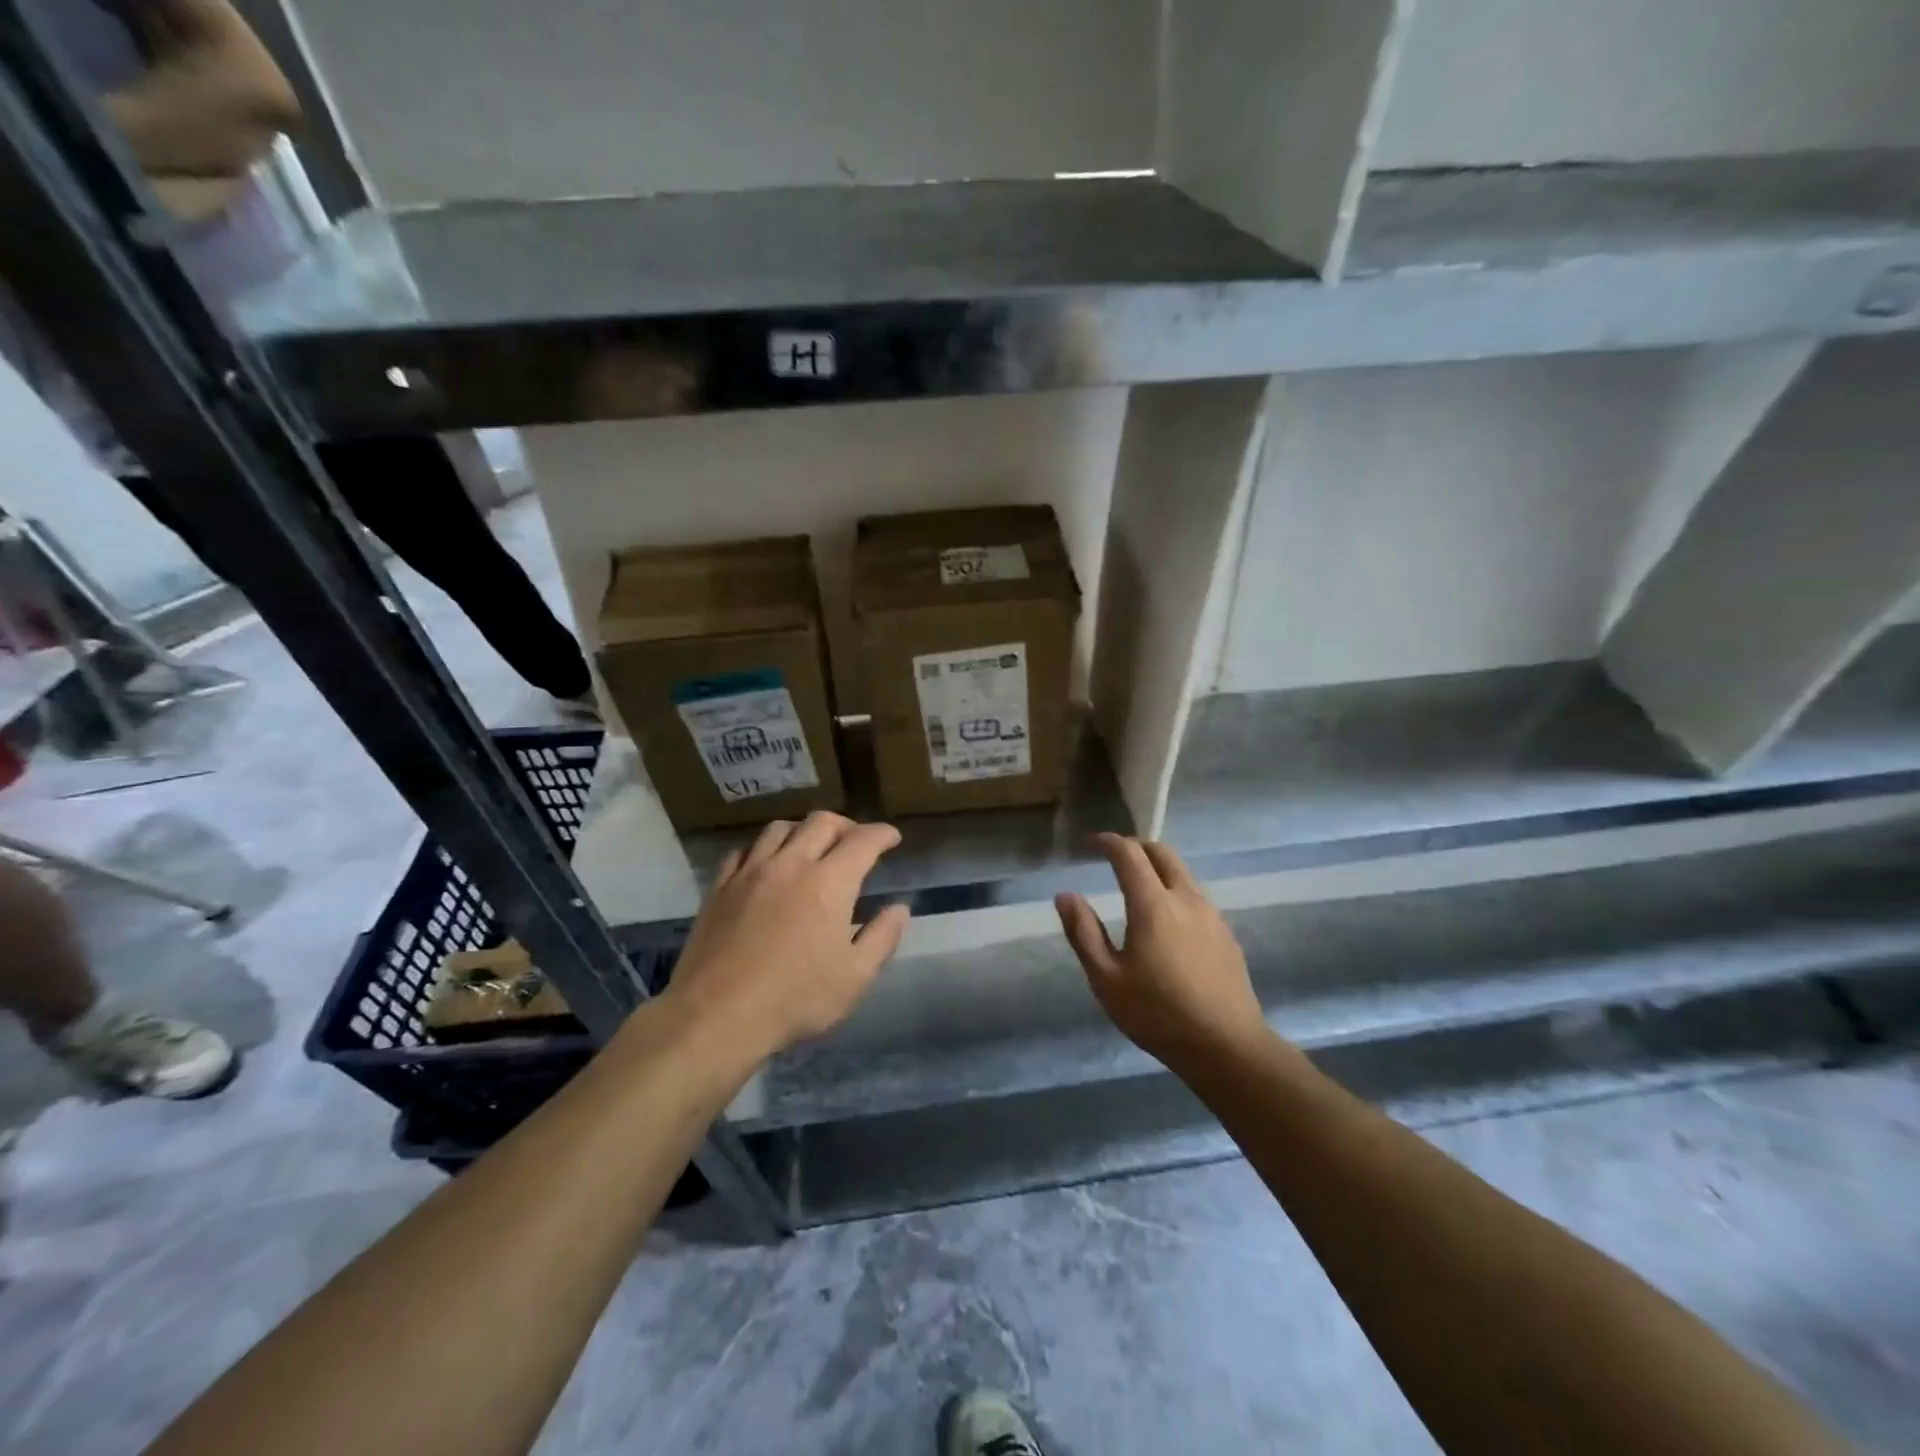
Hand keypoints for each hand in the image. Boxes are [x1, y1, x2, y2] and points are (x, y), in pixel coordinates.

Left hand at [662, 812, 909, 1061]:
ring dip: (803, 830)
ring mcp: (750, 872)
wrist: (717, 1015)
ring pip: (780, 828)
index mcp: (830, 882)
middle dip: (846, 825)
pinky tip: (766, 864)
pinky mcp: (720, 887)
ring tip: (811, 847)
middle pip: (821, 822)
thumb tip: (899, 908)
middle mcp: (791, 864)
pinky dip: (764, 848)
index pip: (863, 840)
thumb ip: (882, 937)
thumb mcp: (855, 977)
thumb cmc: (795, 998)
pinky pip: (744, 850)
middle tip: (855, 841)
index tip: (892, 838)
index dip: (882, 834)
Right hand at [1056, 834, 1269, 1073]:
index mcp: (1153, 904)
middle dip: (1136, 847)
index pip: (1129, 854)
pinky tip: (1168, 920)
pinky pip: (1196, 896)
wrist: (1227, 1046)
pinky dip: (1175, 890)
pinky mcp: (1226, 934)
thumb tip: (1065, 895)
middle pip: (1163, 853)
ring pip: (1183, 873)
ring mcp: (1211, 915)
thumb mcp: (1106, 979)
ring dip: (1158, 867)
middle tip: (1115, 856)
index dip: (1108, 842)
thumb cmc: (1158, 1014)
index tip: (1091, 843)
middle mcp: (1186, 898)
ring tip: (1139, 885)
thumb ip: (1084, 932)